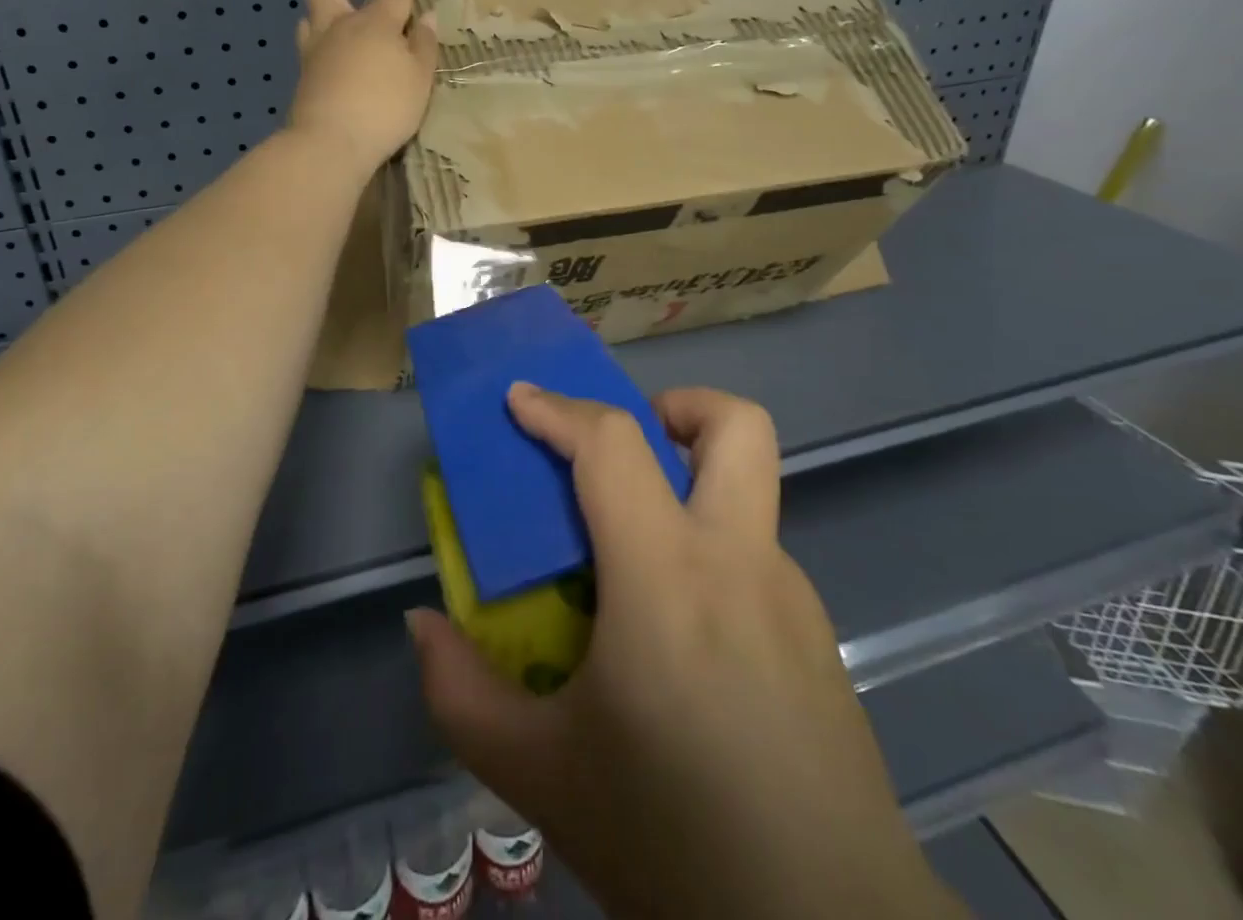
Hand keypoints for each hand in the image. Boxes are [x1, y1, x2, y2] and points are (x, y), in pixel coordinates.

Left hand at [289, 0, 437, 174]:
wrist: (330, 143)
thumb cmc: (385, 108)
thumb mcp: (419, 79)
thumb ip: (424, 45)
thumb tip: (425, 16)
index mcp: (374, 22)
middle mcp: (339, 26)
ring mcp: (315, 49)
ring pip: (310, 12)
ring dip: (328, 7)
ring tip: (347, 20)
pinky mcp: (304, 74)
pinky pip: (310, 42)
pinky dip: (325, 39)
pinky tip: (339, 55)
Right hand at [408, 385, 967, 919]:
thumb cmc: (675, 843)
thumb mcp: (542, 775)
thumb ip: (463, 694)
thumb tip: (423, 626)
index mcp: (666, 576)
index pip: (612, 445)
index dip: (558, 408)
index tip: (519, 400)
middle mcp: (739, 561)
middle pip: (736, 426)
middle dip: (675, 406)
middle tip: (619, 450)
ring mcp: (793, 596)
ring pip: (750, 488)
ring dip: (689, 481)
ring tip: (632, 547)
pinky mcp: (819, 638)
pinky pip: (755, 554)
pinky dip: (707, 550)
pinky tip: (678, 633)